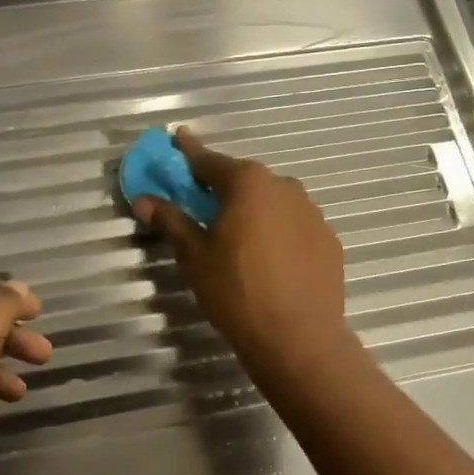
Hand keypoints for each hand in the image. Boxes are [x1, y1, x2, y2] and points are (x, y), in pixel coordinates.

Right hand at [132, 130, 348, 369]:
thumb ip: (171, 221)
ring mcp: (312, 212)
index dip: (188, 152)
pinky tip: (270, 259)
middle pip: (243, 179)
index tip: (177, 137)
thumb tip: (144, 200)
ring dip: (253, 209)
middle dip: (221, 187)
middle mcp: (283, 186)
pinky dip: (278, 231)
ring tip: (238, 237)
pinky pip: (294, 226)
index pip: (208, 161)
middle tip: (202, 203)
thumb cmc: (236, 290)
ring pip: (272, 201)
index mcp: (247, 183)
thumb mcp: (195, 256)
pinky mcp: (329, 240)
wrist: (299, 337)